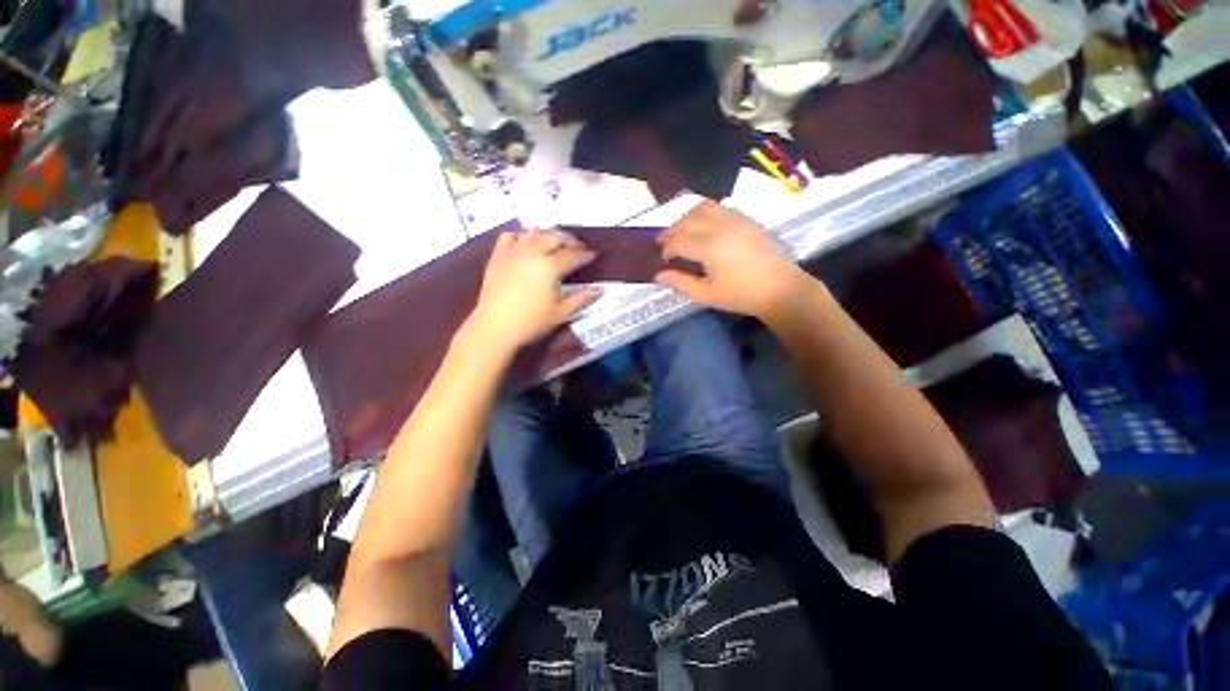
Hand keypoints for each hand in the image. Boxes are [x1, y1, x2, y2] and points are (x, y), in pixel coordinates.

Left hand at [465, 229, 601, 352]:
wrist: (495, 327)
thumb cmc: (531, 322)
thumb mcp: (561, 313)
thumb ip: (581, 299)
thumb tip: (599, 290)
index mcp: (550, 266)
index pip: (572, 256)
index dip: (584, 255)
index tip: (592, 256)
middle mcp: (532, 252)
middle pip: (554, 236)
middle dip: (569, 240)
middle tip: (577, 247)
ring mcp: (513, 252)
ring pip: (534, 233)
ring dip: (548, 235)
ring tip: (554, 244)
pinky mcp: (498, 256)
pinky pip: (510, 236)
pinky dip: (522, 236)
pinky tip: (526, 244)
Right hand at [655, 200, 808, 318]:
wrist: (781, 288)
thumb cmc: (741, 295)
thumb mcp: (707, 294)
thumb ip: (680, 282)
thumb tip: (658, 276)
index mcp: (708, 247)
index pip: (677, 240)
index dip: (666, 249)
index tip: (664, 260)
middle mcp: (720, 226)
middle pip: (687, 220)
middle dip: (672, 231)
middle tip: (665, 243)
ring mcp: (735, 219)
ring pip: (703, 207)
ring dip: (687, 217)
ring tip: (682, 230)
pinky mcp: (747, 219)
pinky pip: (720, 207)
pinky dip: (705, 213)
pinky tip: (705, 227)